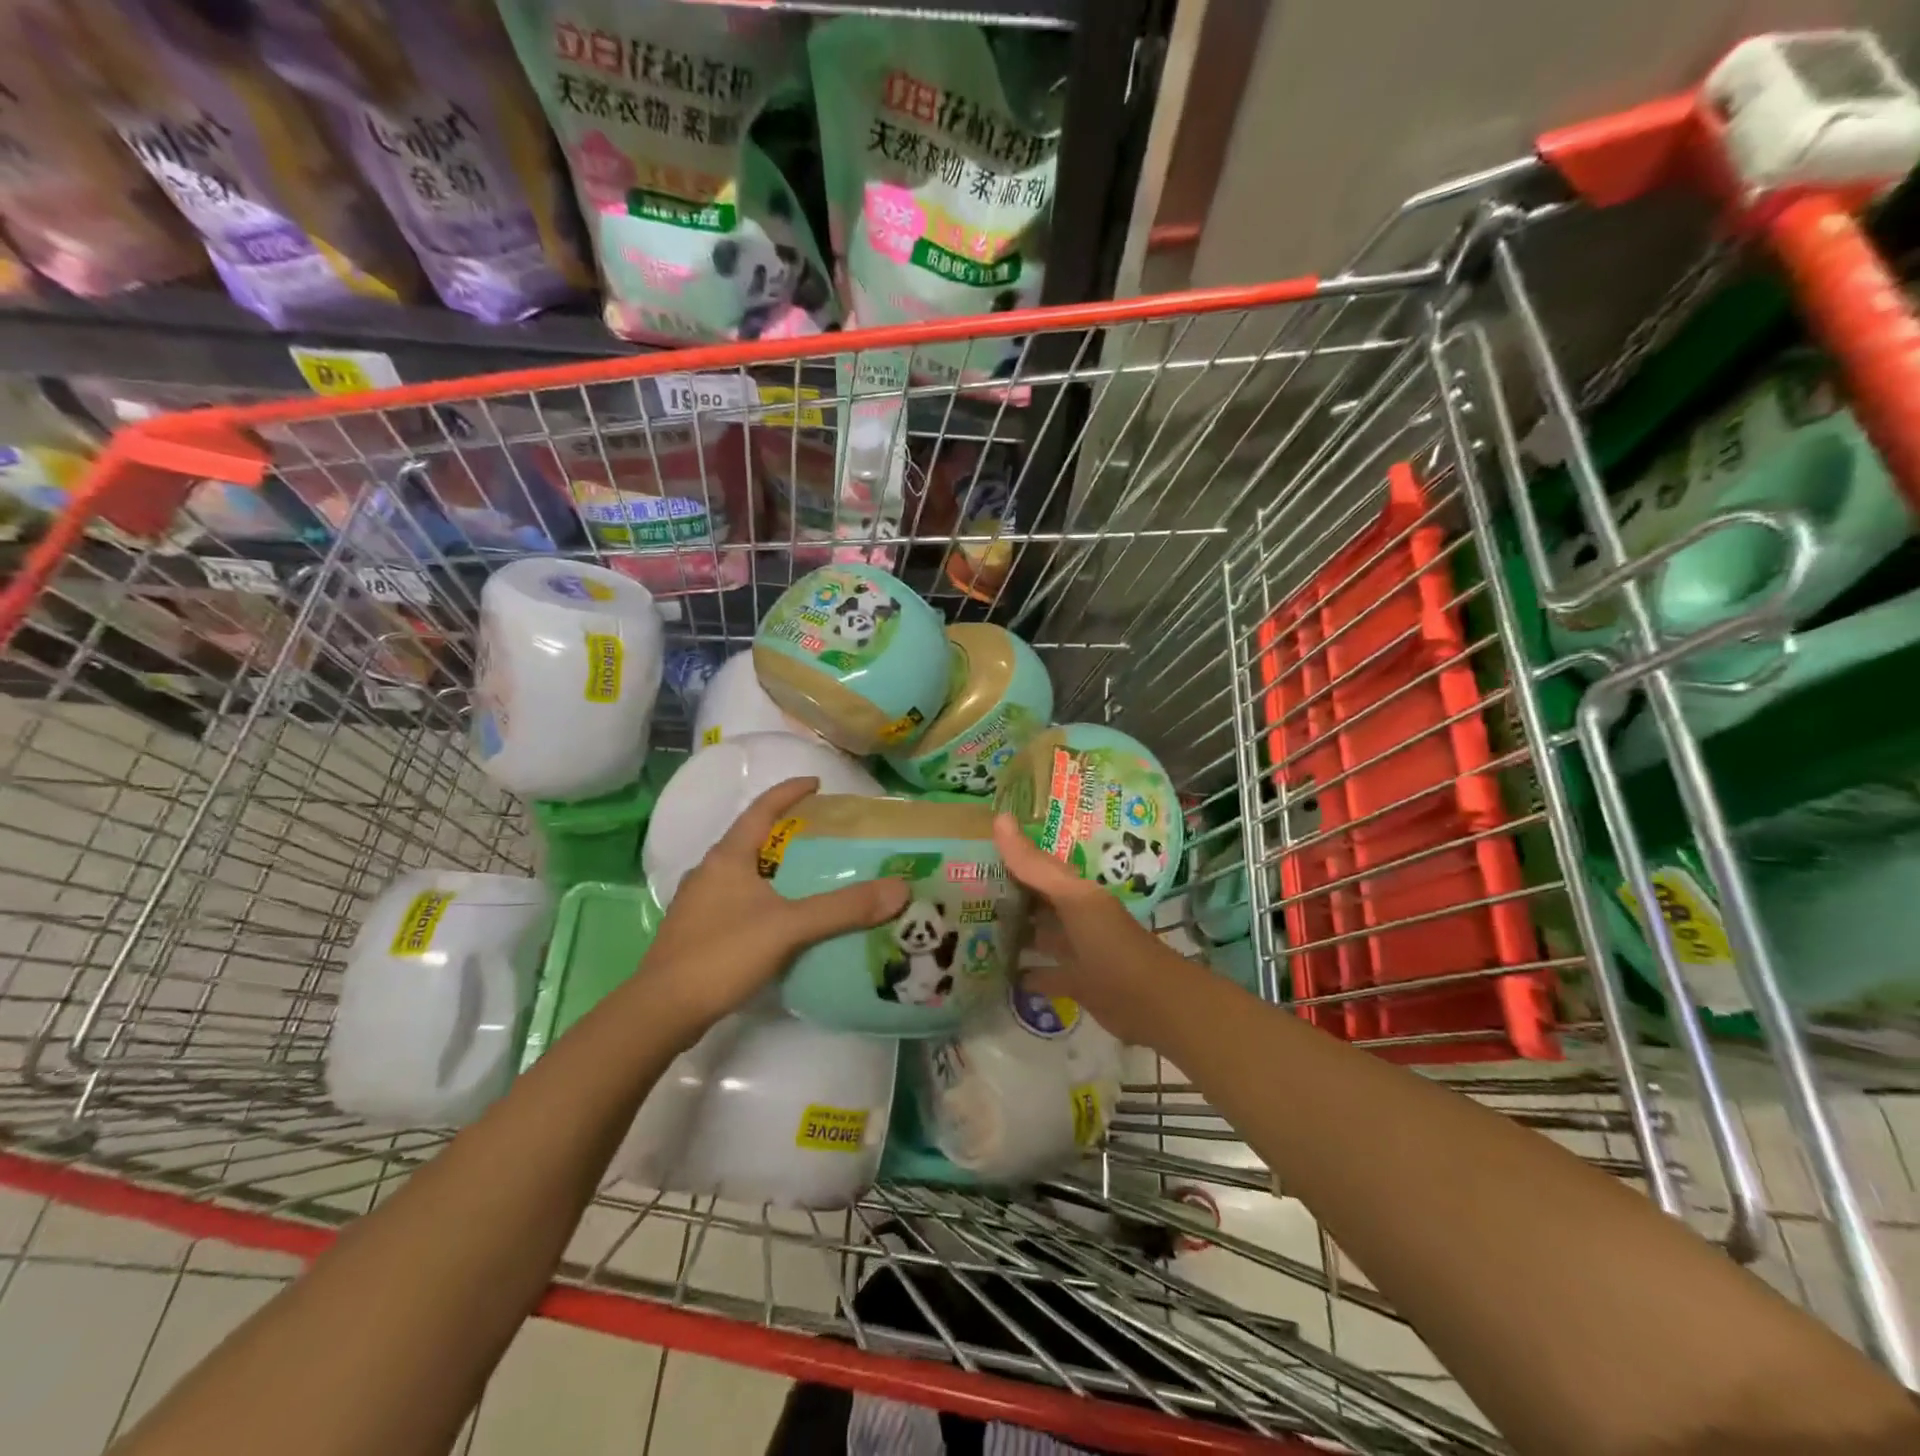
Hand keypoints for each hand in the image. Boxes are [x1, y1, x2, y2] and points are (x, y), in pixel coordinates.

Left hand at [642, 778, 909, 1036]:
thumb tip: (899, 888)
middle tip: (822, 835)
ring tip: (808, 875)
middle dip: (785, 832)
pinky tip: (781, 918)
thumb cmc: (722, 954)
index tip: (817, 783)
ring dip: (773, 867)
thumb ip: (843, 908)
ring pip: (743, 872)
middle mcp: (709, 872)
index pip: (761, 810)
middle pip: (751, 839)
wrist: (662, 1011)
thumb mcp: (789, 927)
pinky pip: (737, 900)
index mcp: (727, 857)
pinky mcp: (696, 932)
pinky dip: (763, 897)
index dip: (788, 792)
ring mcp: (698, 903)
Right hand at [993, 812, 1194, 1048]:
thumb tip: (1000, 817)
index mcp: (1076, 891)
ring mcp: (1076, 950)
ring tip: (972, 931)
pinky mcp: (1075, 982)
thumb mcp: (1072, 899)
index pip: (1038, 866)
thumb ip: (1034, 866)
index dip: (1011, 857)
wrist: (1151, 1003)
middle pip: (1037, 901)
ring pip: (1039, 936)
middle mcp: (1076, 916)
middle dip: (1006, 896)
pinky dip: (1024, 974)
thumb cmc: (1111, 943)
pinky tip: (997, 974)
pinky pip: (1043, 974)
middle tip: (963, 893)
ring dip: (1013, 934)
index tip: (974, 851)